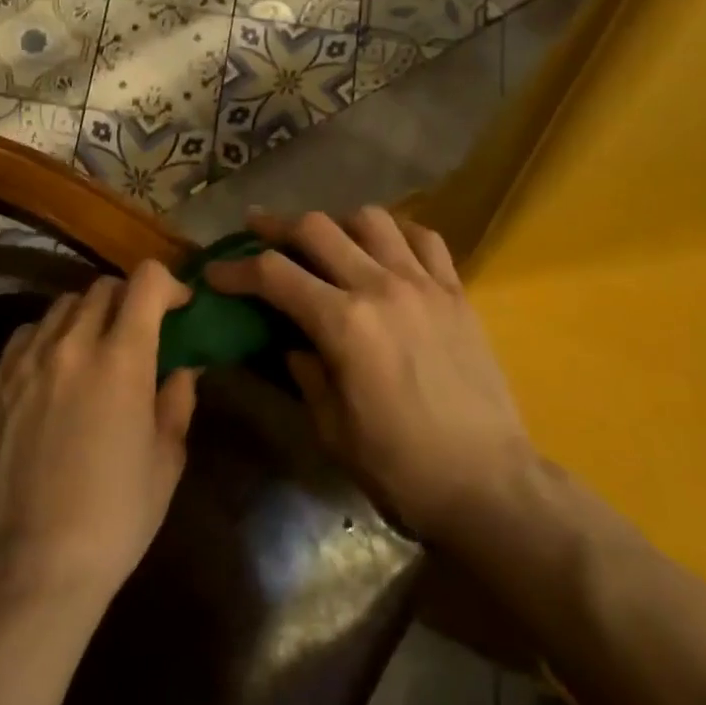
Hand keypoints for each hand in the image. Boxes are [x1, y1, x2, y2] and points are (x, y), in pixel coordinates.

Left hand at [0, 262, 198, 605]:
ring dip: (87, 316)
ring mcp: (27, 361)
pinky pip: (26, 334)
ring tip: (93, 348)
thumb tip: (182, 369)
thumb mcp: (166, 459)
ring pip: (62, 305)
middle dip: (129, 299)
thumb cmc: (116, 515)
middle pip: (103, 287)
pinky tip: (53, 369)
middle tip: (137, 331)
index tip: (178, 306)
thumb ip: (177, 401)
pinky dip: (48, 337)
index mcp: (122, 359)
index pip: (146, 282)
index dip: (168, 284)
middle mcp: (72, 345)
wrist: (36, 564)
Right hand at [205, 207, 535, 546]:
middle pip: (317, 229)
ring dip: (337, 223)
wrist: (490, 485)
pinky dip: (397, 232)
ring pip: (371, 219)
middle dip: (276, 226)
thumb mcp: (333, 429)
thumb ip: (305, 372)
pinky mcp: (457, 292)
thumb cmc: (401, 467)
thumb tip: (292, 341)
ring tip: (326, 239)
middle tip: (255, 229)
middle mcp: (381, 287)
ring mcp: (424, 283)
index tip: (215, 272)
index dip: (236, 269)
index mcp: (344, 324)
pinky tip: (386, 247)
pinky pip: (425, 238)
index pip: (274, 275)